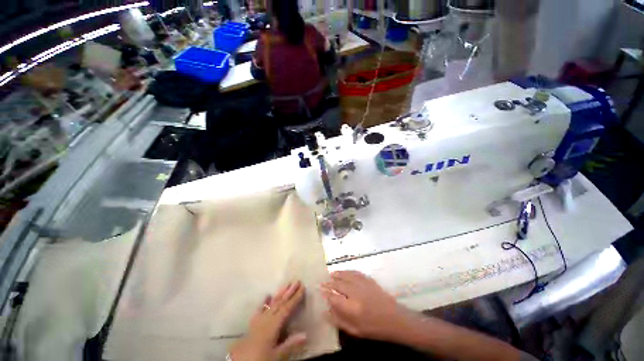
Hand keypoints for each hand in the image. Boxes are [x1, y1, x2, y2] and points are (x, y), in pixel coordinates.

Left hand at [229, 281, 306, 360]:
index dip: (295, 298)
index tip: (302, 287)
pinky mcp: (253, 323)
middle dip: (289, 292)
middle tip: (297, 281)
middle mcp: (267, 318)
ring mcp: (259, 319)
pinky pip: (260, 309)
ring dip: (280, 293)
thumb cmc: (260, 359)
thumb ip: (290, 344)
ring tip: (286, 284)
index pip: (287, 308)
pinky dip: (264, 301)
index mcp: (273, 325)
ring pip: (272, 303)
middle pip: (280, 302)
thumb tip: (306, 334)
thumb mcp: (276, 355)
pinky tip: (267, 295)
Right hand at [320, 271, 411, 341]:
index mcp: (351, 308)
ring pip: (346, 275)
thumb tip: (324, 312)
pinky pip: (355, 272)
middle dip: (329, 282)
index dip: (325, 292)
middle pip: (338, 284)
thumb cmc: (374, 328)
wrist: (395, 319)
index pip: (333, 297)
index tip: (319, 289)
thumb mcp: (355, 330)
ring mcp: (362, 284)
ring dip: (337, 274)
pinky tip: (344, 272)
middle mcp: (355, 293)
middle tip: (323, 281)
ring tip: (331, 274)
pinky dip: (347, 271)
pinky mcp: (369, 280)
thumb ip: (338, 320)